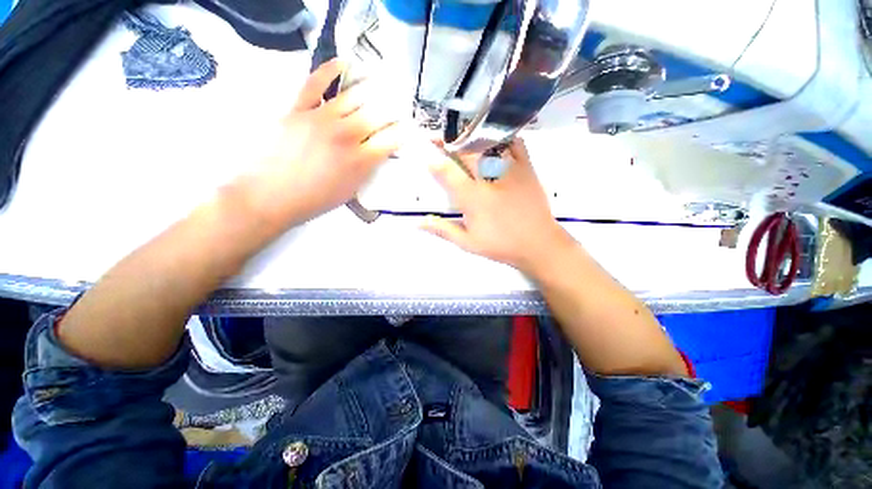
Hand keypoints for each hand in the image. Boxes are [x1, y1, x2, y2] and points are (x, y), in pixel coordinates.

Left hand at [237, 59, 402, 229]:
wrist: (271, 196)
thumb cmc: (315, 200)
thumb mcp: (352, 191)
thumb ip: (367, 170)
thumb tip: (378, 153)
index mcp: (361, 160)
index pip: (392, 139)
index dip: (403, 132)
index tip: (408, 129)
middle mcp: (346, 135)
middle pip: (378, 114)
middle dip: (393, 110)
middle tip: (399, 107)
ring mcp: (322, 118)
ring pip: (354, 96)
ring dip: (373, 90)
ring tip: (382, 85)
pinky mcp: (299, 109)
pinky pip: (315, 82)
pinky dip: (330, 70)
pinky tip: (343, 63)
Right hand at [422, 139, 572, 274]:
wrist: (539, 244)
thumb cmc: (501, 245)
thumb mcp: (468, 243)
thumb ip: (442, 230)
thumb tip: (417, 223)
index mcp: (473, 198)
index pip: (447, 172)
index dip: (432, 159)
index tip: (423, 152)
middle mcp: (489, 179)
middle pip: (465, 151)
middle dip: (448, 142)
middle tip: (437, 139)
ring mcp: (510, 170)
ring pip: (488, 143)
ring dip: (470, 137)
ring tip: (460, 136)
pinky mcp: (527, 168)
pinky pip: (515, 143)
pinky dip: (502, 137)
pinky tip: (493, 139)